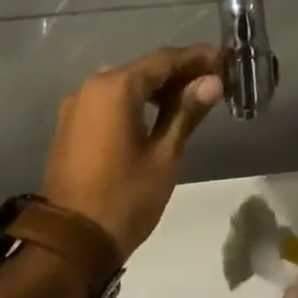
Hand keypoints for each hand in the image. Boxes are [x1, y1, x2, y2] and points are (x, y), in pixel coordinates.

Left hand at [42, 45, 223, 254]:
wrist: (72, 240)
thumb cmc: (126, 197)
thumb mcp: (164, 155)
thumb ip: (186, 112)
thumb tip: (212, 82)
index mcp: (115, 88)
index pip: (163, 60)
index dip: (197, 58)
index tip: (225, 60)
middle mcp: (91, 87)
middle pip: (143, 69)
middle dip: (179, 72)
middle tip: (214, 81)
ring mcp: (77, 106)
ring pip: (125, 86)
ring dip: (157, 88)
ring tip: (192, 99)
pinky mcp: (72, 126)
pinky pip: (109, 102)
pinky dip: (136, 103)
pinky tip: (158, 115)